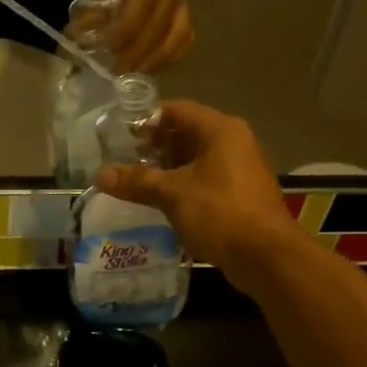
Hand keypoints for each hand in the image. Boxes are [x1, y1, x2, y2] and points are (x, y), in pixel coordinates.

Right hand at [98, 99, 299, 290]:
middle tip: (127, 162)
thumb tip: (100, 175)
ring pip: (197, 159)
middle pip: (187, 133)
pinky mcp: (241, 193)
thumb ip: (137, 181)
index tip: (122, 137)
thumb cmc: (219, 212)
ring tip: (139, 184)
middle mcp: (234, 142)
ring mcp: (241, 168)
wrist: (266, 256)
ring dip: (168, 169)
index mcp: (221, 130)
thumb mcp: (172, 194)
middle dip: (156, 147)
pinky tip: (164, 202)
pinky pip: (206, 179)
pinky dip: (184, 185)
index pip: (177, 110)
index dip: (147, 120)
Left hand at [104, 0, 192, 72]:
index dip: (125, 31)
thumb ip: (97, 0)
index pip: (143, 6)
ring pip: (177, 37)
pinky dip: (169, 57)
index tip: (106, 49)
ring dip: (154, 60)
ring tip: (131, 74)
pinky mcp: (187, 9)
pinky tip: (149, 67)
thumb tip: (80, 33)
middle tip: (115, 71)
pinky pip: (184, 39)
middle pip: (160, 27)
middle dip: (136, 53)